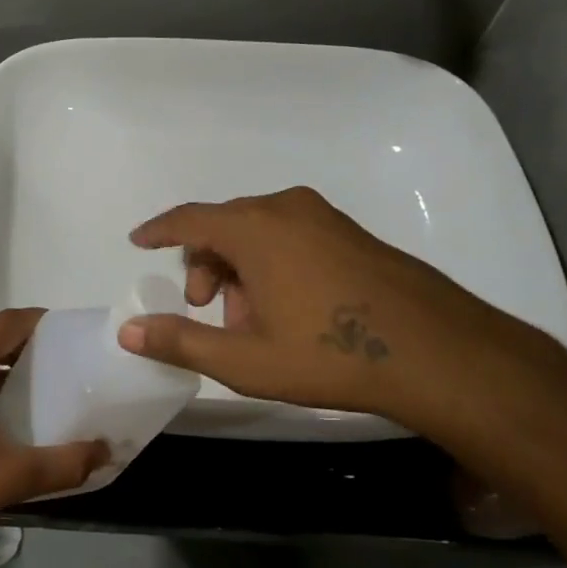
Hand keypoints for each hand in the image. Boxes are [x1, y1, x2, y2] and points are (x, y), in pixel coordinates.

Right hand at [117, 186, 566, 427]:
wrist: (437, 353)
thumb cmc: (331, 354)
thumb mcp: (246, 359)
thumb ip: (181, 342)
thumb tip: (128, 331)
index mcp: (254, 228)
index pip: (188, 219)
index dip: (158, 230)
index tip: (138, 241)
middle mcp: (285, 208)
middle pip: (223, 225)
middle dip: (204, 265)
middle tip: (206, 309)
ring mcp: (323, 216)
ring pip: (258, 231)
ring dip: (240, 267)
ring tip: (254, 320)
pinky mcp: (350, 231)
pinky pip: (290, 234)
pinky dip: (272, 261)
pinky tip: (291, 307)